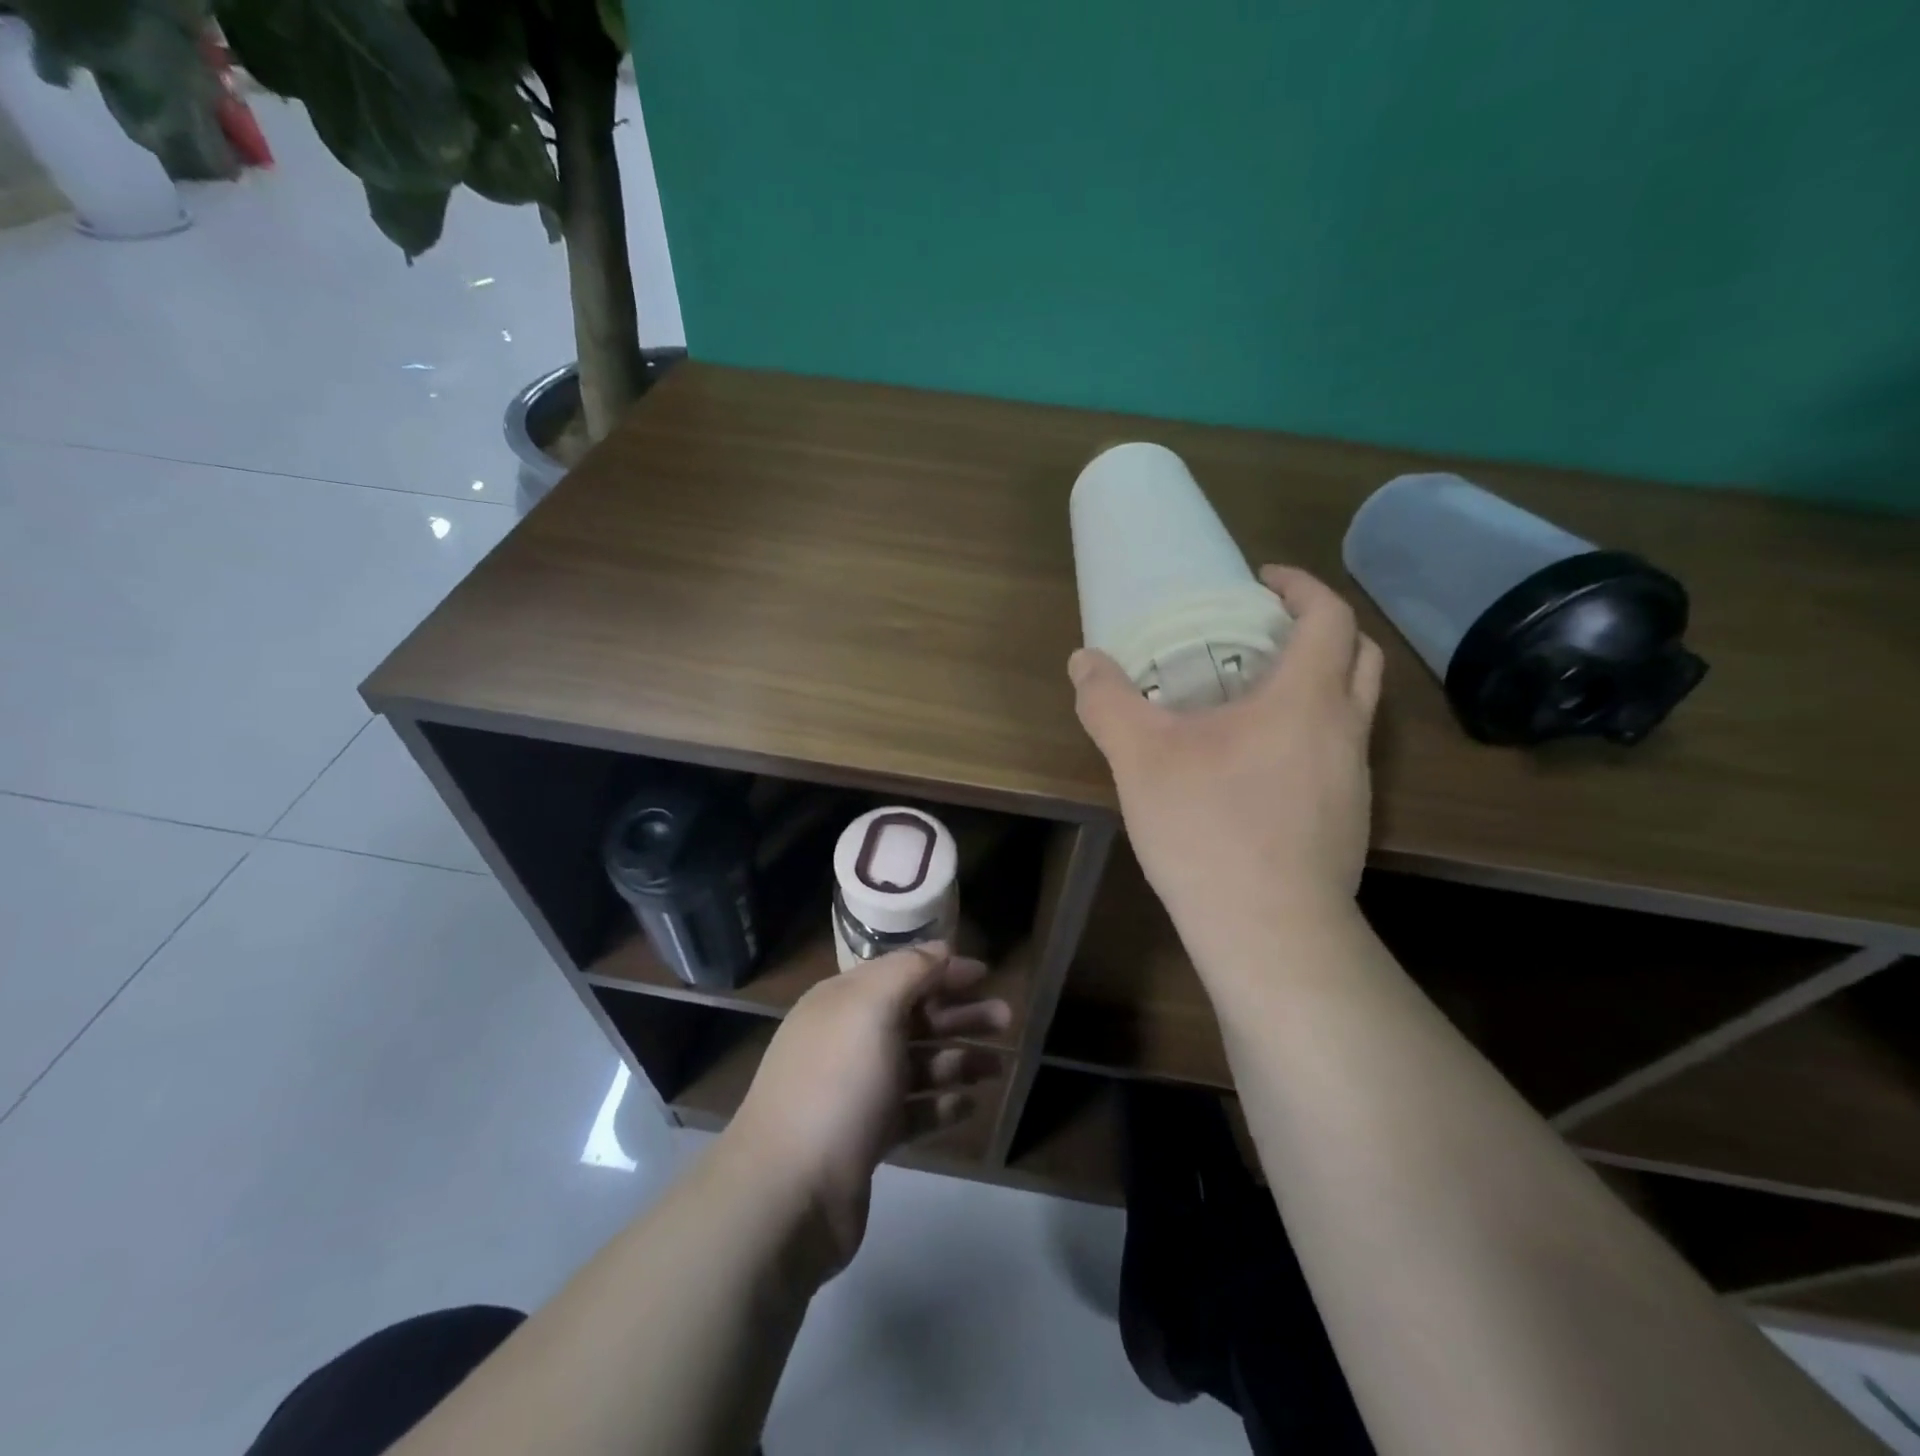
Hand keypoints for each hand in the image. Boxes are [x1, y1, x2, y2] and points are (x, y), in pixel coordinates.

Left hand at [728, 945, 1008, 1270]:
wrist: (789, 1191)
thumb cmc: (837, 1083)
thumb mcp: (872, 1008)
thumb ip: (909, 971)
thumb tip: (941, 948)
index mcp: (842, 1002)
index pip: (900, 973)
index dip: (942, 970)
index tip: (985, 974)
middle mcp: (847, 1040)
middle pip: (913, 1018)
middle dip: (959, 1015)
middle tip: (1006, 1018)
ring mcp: (854, 1092)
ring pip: (916, 1065)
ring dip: (958, 1060)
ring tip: (999, 1067)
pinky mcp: (864, 1138)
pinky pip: (911, 1111)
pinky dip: (940, 1104)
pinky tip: (970, 1104)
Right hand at [1069, 566, 1383, 974]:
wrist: (1268, 932)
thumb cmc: (1208, 828)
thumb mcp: (1140, 758)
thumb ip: (1108, 701)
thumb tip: (1083, 661)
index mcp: (1306, 698)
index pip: (1330, 616)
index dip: (1301, 587)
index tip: (1262, 582)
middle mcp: (1345, 730)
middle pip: (1360, 656)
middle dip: (1321, 630)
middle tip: (1267, 633)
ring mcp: (1356, 781)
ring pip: (1353, 710)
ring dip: (1318, 686)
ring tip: (1256, 700)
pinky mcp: (1350, 822)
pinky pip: (1339, 756)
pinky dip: (1310, 736)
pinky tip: (1258, 769)